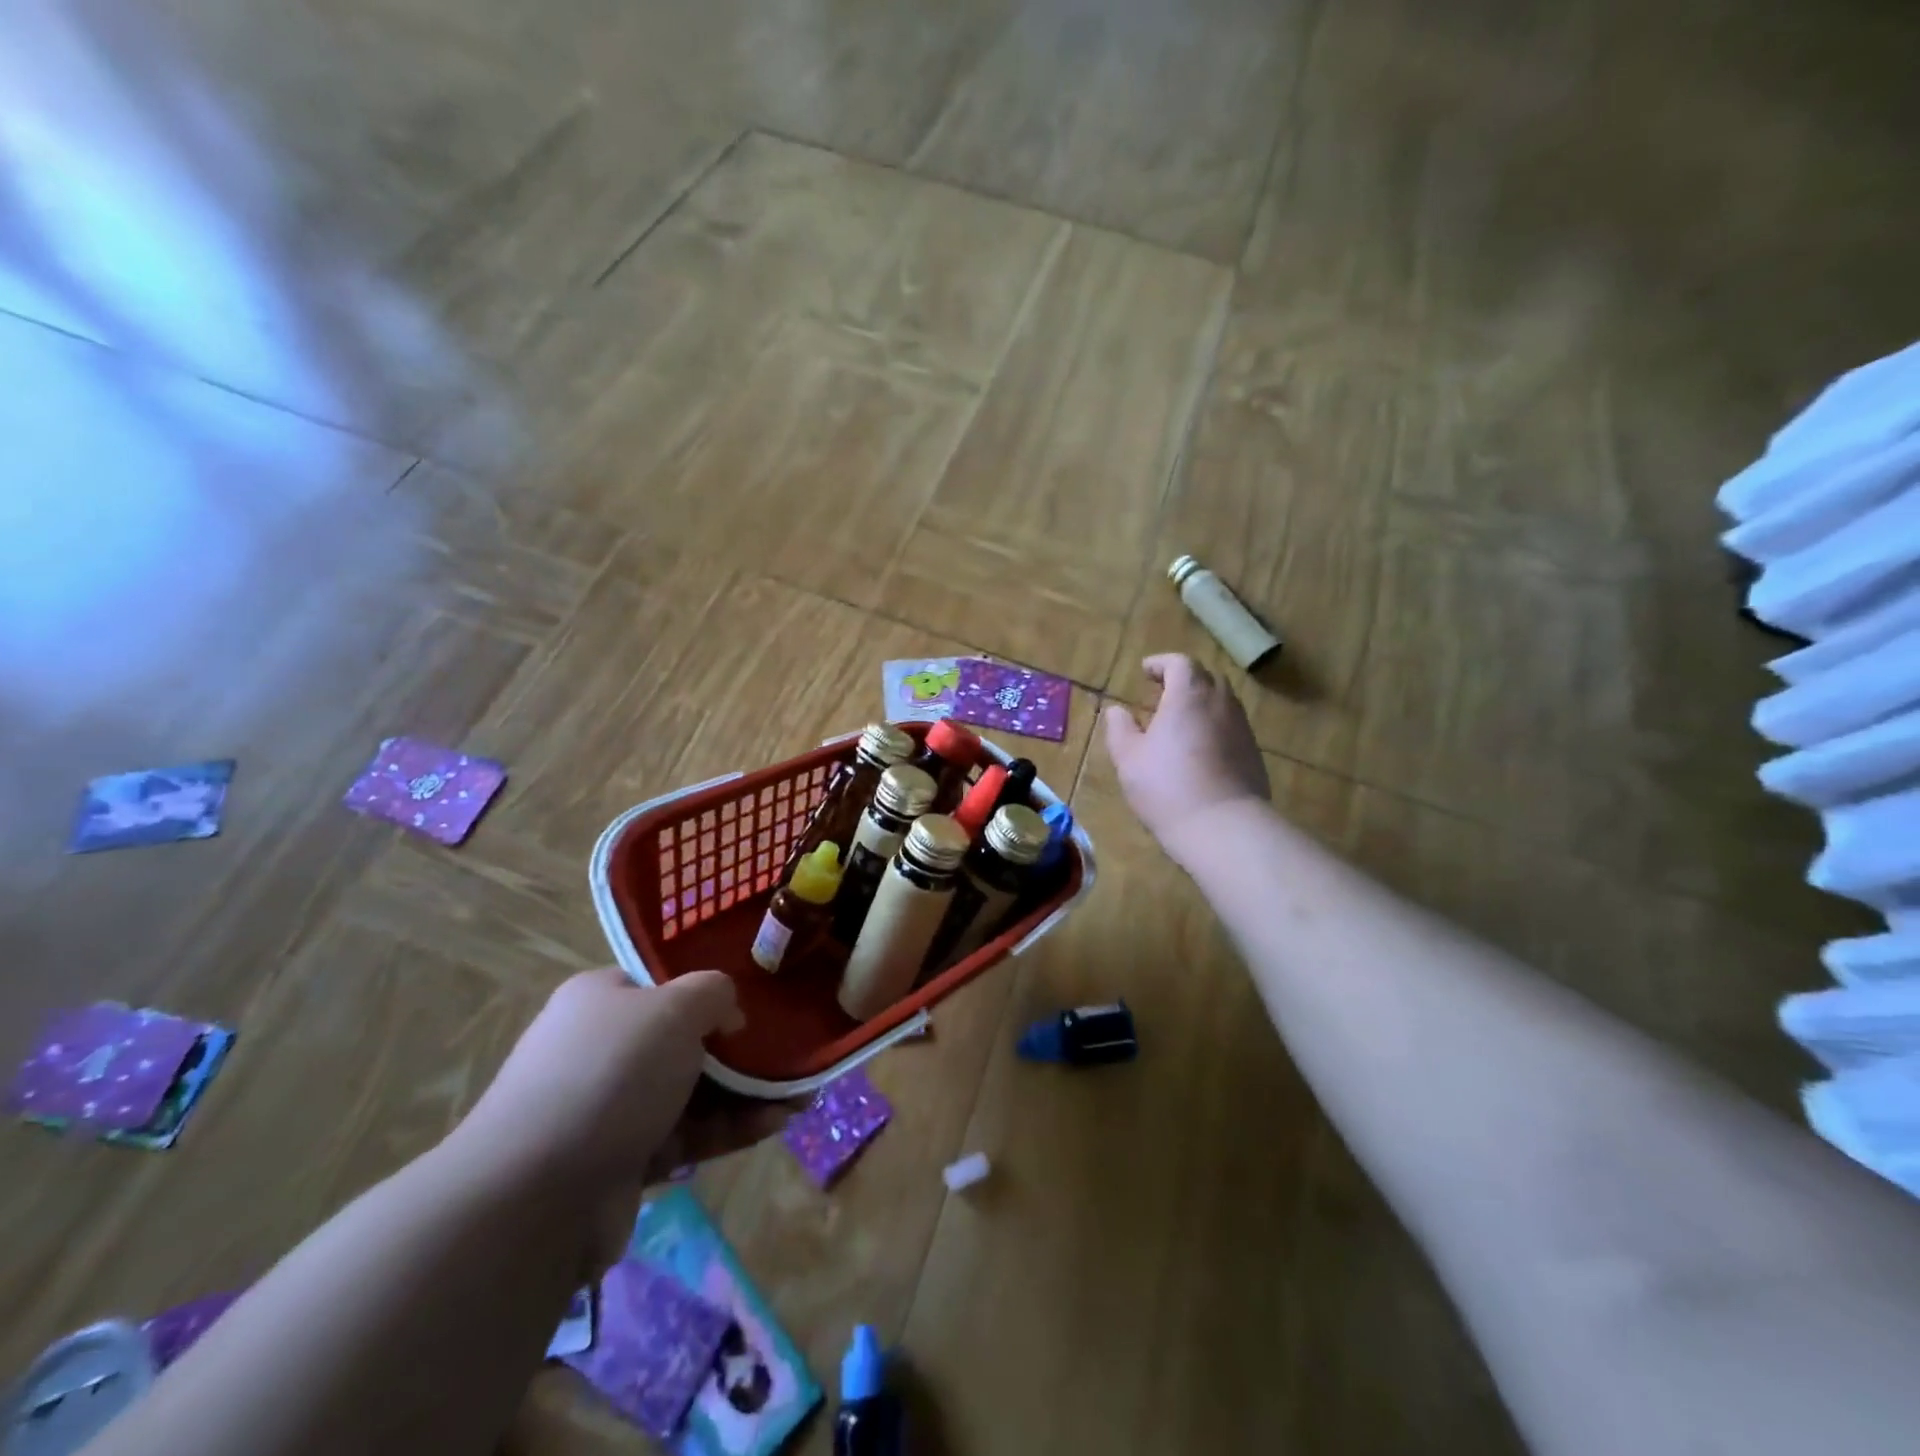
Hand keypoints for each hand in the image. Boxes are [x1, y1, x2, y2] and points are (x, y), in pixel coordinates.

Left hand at [452, 969, 781, 1268]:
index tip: (754, 1004)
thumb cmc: (610, 1075)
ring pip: (691, 1092)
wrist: (535, 1196)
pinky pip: (686, 1136)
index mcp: (600, 1000)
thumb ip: (713, 993)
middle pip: (683, 1041)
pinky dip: (729, 1129)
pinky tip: (775, 1123)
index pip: (661, 985)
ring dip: (745, 1094)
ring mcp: (609, 1109)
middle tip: (789, 1055)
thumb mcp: (673, 1009)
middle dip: (740, 1051)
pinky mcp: (621, 1162)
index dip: (710, 992)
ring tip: (800, 1095)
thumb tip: (728, 1013)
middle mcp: (601, 1049)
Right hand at [1104, 654, 1268, 856]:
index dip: (1161, 663)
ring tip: (1180, 723)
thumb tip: (1117, 711)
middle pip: (1206, 678)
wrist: (1223, 827)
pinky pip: (1231, 728)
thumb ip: (1120, 729)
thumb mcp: (1129, 758)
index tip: (1145, 671)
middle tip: (1162, 695)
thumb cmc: (1167, 787)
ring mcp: (1242, 728)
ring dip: (1201, 704)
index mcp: (1188, 696)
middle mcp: (1220, 703)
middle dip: (1184, 680)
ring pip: (1222, 703)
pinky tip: (1199, 751)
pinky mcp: (1253, 754)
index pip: (1180, 663)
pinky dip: (1214, 727)